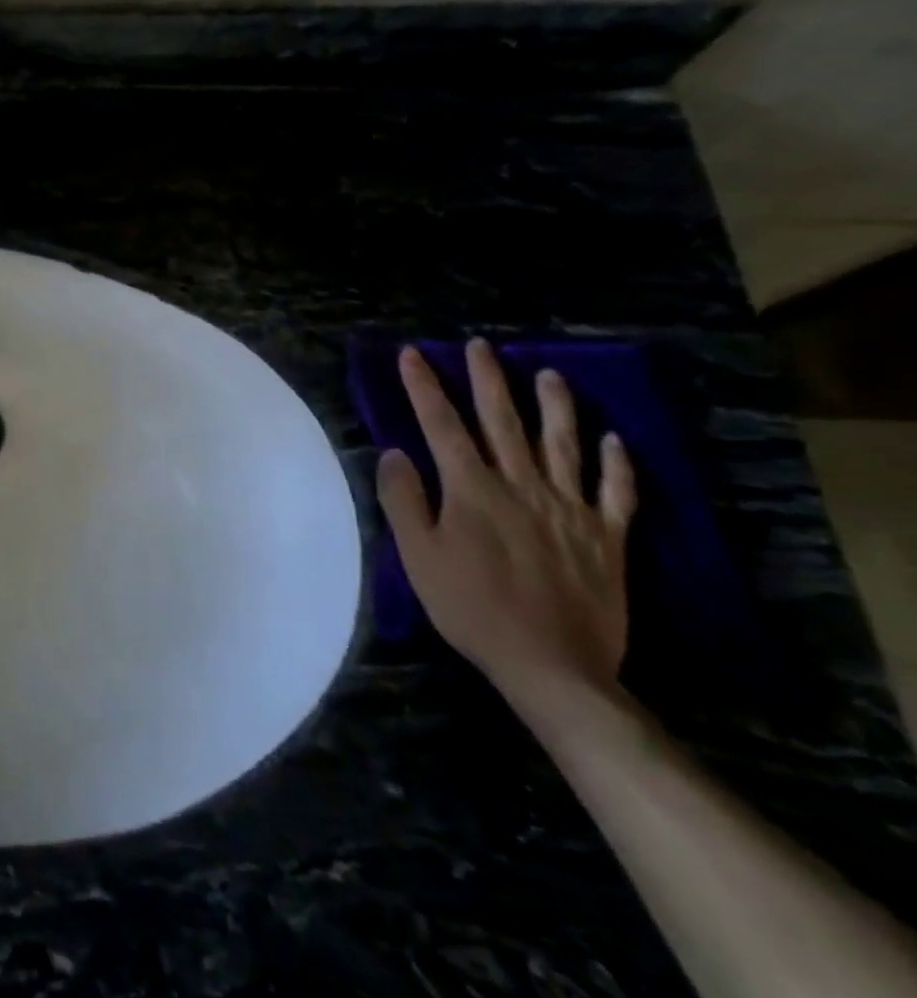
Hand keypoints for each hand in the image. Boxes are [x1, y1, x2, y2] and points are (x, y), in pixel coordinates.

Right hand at [376, 340, 637, 708]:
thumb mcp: (418, 556)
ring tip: (548, 374)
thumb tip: (394, 453)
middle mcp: (522, 486)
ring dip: (555, 406)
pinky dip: (617, 464)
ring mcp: (570, 509)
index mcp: (472, 489)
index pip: (441, 425)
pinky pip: (616, 493)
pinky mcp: (607, 538)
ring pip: (563, 445)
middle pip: (502, 421)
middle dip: (487, 379)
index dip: (424, 387)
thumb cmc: (471, 608)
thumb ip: (404, 500)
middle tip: (480, 346)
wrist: (552, 666)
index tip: (412, 354)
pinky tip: (615, 441)